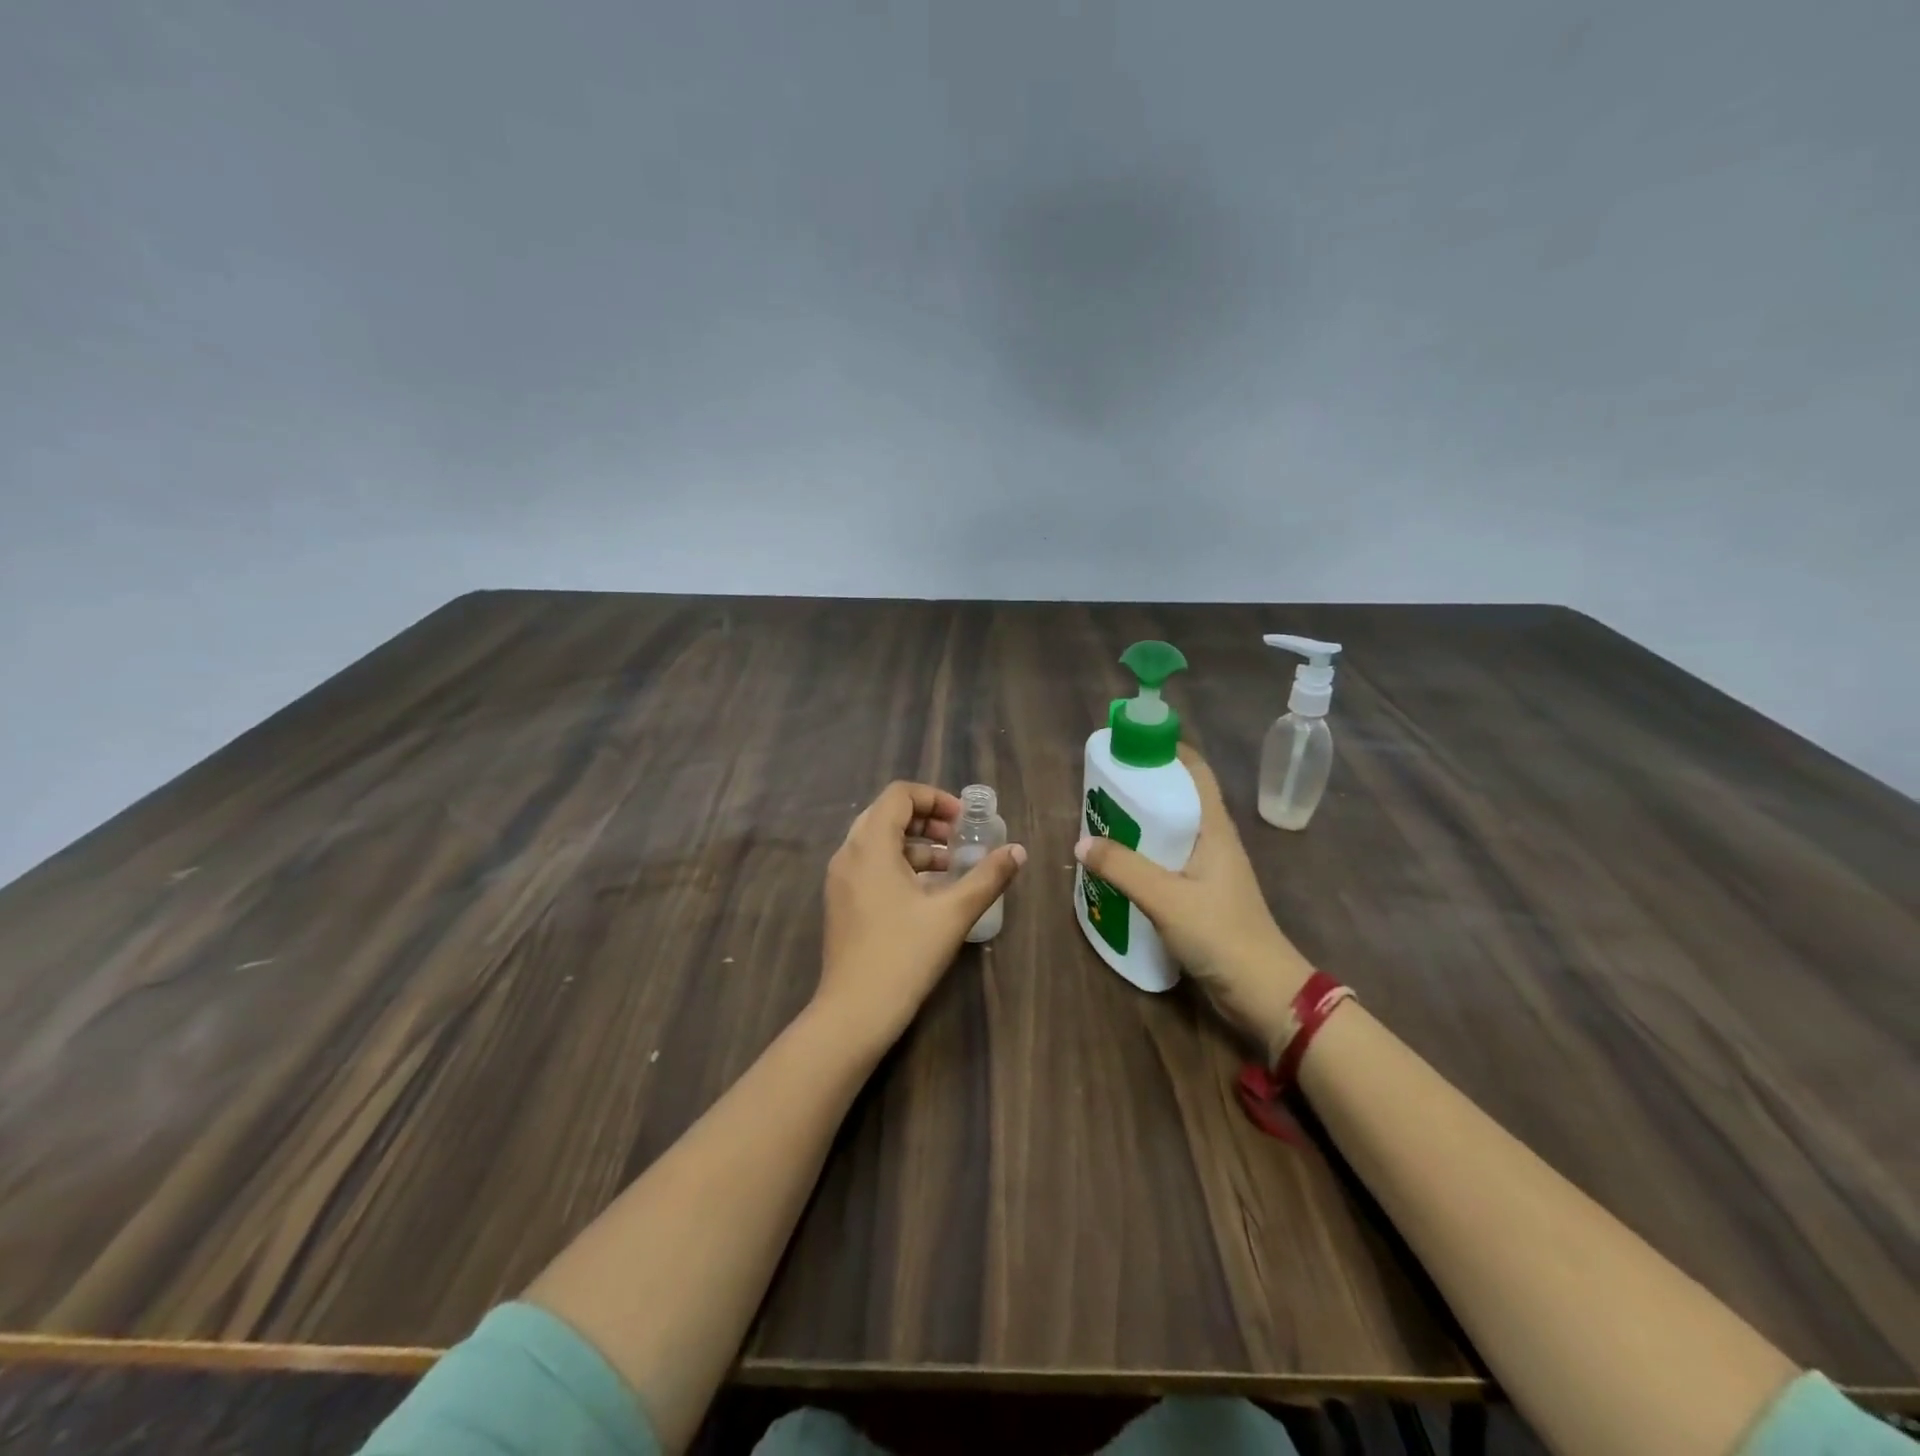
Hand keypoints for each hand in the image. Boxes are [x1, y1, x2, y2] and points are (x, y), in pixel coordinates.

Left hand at [817, 781, 1026, 1051]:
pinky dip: (899, 865)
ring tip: (951, 866)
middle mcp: (849, 854)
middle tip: (959, 838)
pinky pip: (870, 865)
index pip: (899, 795)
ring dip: (915, 844)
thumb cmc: (904, 955)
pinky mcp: (841, 902)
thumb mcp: (953, 913)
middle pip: (887, 815)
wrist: (855, 1012)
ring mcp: (840, 879)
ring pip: (878, 842)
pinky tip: (927, 892)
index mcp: (870, 845)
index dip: (935, 798)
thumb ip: (988, 877)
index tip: (964, 821)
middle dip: (927, 819)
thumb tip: (1018, 851)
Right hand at [1074, 745, 1313, 1058]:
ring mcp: (1209, 870)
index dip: (1168, 750)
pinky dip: (1143, 857)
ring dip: (1140, 825)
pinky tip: (1118, 868)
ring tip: (1101, 823)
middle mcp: (1213, 842)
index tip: (1130, 745)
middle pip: (1178, 799)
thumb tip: (1081, 843)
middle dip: (1143, 788)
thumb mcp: (1165, 898)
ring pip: (1171, 833)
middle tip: (1102, 788)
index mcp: (1214, 829)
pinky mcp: (1202, 896)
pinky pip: (1168, 863)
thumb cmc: (1221, 934)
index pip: (1196, 772)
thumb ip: (1122, 868)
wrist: (1263, 993)